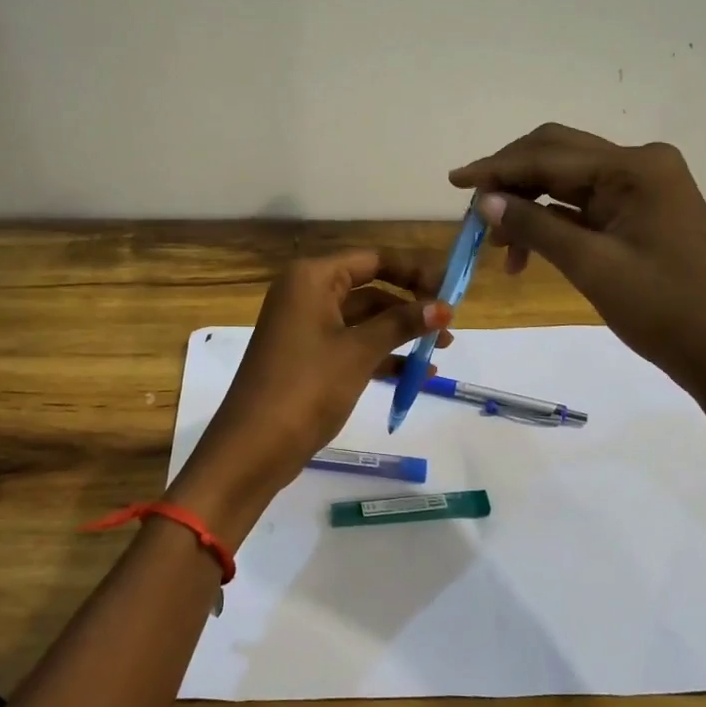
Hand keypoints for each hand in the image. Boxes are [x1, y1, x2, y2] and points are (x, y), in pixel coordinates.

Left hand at [174, 251, 450, 536]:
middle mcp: (306, 294)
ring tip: (441, 350)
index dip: (414, 271)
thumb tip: (444, 306)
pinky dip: (380, 356)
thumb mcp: (359, 352)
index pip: (374, 260)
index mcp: (312, 278)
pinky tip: (415, 375)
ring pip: (363, 320)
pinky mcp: (307, 358)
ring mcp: (305, 327)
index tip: (452, 288)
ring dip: (399, 333)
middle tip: (449, 325)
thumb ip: (402, 324)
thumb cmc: (307, 386)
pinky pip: (351, 345)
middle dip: (410, 306)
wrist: (254, 447)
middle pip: (370, 289)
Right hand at [450, 124, 705, 400]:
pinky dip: (551, 221)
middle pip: (556, 156)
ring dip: (528, 204)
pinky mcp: (640, 211)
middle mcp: (639, 164)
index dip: (496, 168)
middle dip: (510, 179)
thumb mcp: (591, 266)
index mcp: (635, 167)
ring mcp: (643, 187)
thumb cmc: (664, 310)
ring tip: (496, 245)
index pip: (549, 156)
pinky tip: (526, 250)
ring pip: (566, 181)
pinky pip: (584, 204)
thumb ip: (535, 227)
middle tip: (472, 210)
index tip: (454, 181)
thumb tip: (484, 200)